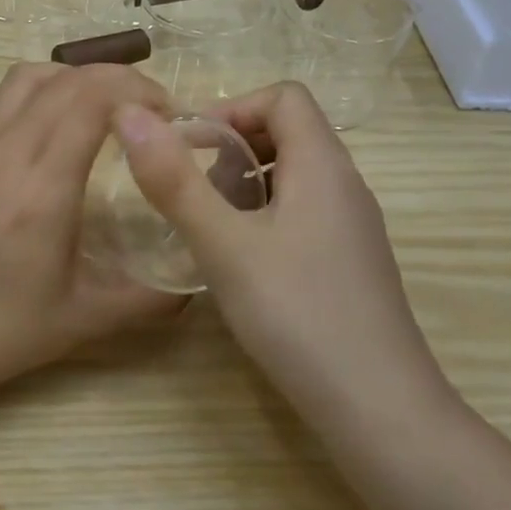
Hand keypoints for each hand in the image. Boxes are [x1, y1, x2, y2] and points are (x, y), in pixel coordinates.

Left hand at [0, 62, 187, 400]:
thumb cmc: (8, 328)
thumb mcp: (89, 318)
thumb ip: (152, 298)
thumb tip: (198, 278)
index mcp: (42, 188)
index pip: (90, 100)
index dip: (136, 90)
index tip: (167, 114)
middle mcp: (6, 153)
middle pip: (65, 80)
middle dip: (118, 79)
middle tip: (147, 109)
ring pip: (26, 77)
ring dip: (72, 77)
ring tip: (100, 107)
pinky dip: (32, 89)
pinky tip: (48, 120)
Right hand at [114, 82, 450, 425]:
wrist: (380, 412)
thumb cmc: (298, 316)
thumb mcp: (224, 245)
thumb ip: (174, 180)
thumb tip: (130, 114)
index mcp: (323, 166)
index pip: (283, 97)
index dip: (232, 109)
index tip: (190, 149)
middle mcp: (345, 186)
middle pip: (288, 132)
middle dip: (231, 149)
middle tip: (194, 194)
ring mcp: (352, 227)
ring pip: (292, 176)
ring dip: (243, 186)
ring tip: (210, 230)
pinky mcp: (349, 263)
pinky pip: (301, 213)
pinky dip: (262, 218)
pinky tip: (239, 264)